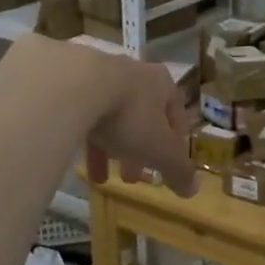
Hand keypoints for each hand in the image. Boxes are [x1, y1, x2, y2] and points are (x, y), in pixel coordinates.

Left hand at [78, 49, 199, 196]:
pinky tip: (80, 164)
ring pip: (113, 118)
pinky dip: (87, 140)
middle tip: (134, 178)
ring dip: (112, 149)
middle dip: (140, 151)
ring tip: (105, 179)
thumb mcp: (160, 151)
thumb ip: (179, 171)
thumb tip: (194, 190)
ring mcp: (100, 75)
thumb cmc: (130, 117)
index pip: (176, 113)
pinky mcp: (71, 83)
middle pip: (143, 117)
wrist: (73, 88)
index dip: (175, 142)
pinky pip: (84, 116)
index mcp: (162, 83)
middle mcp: (134, 74)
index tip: (168, 165)